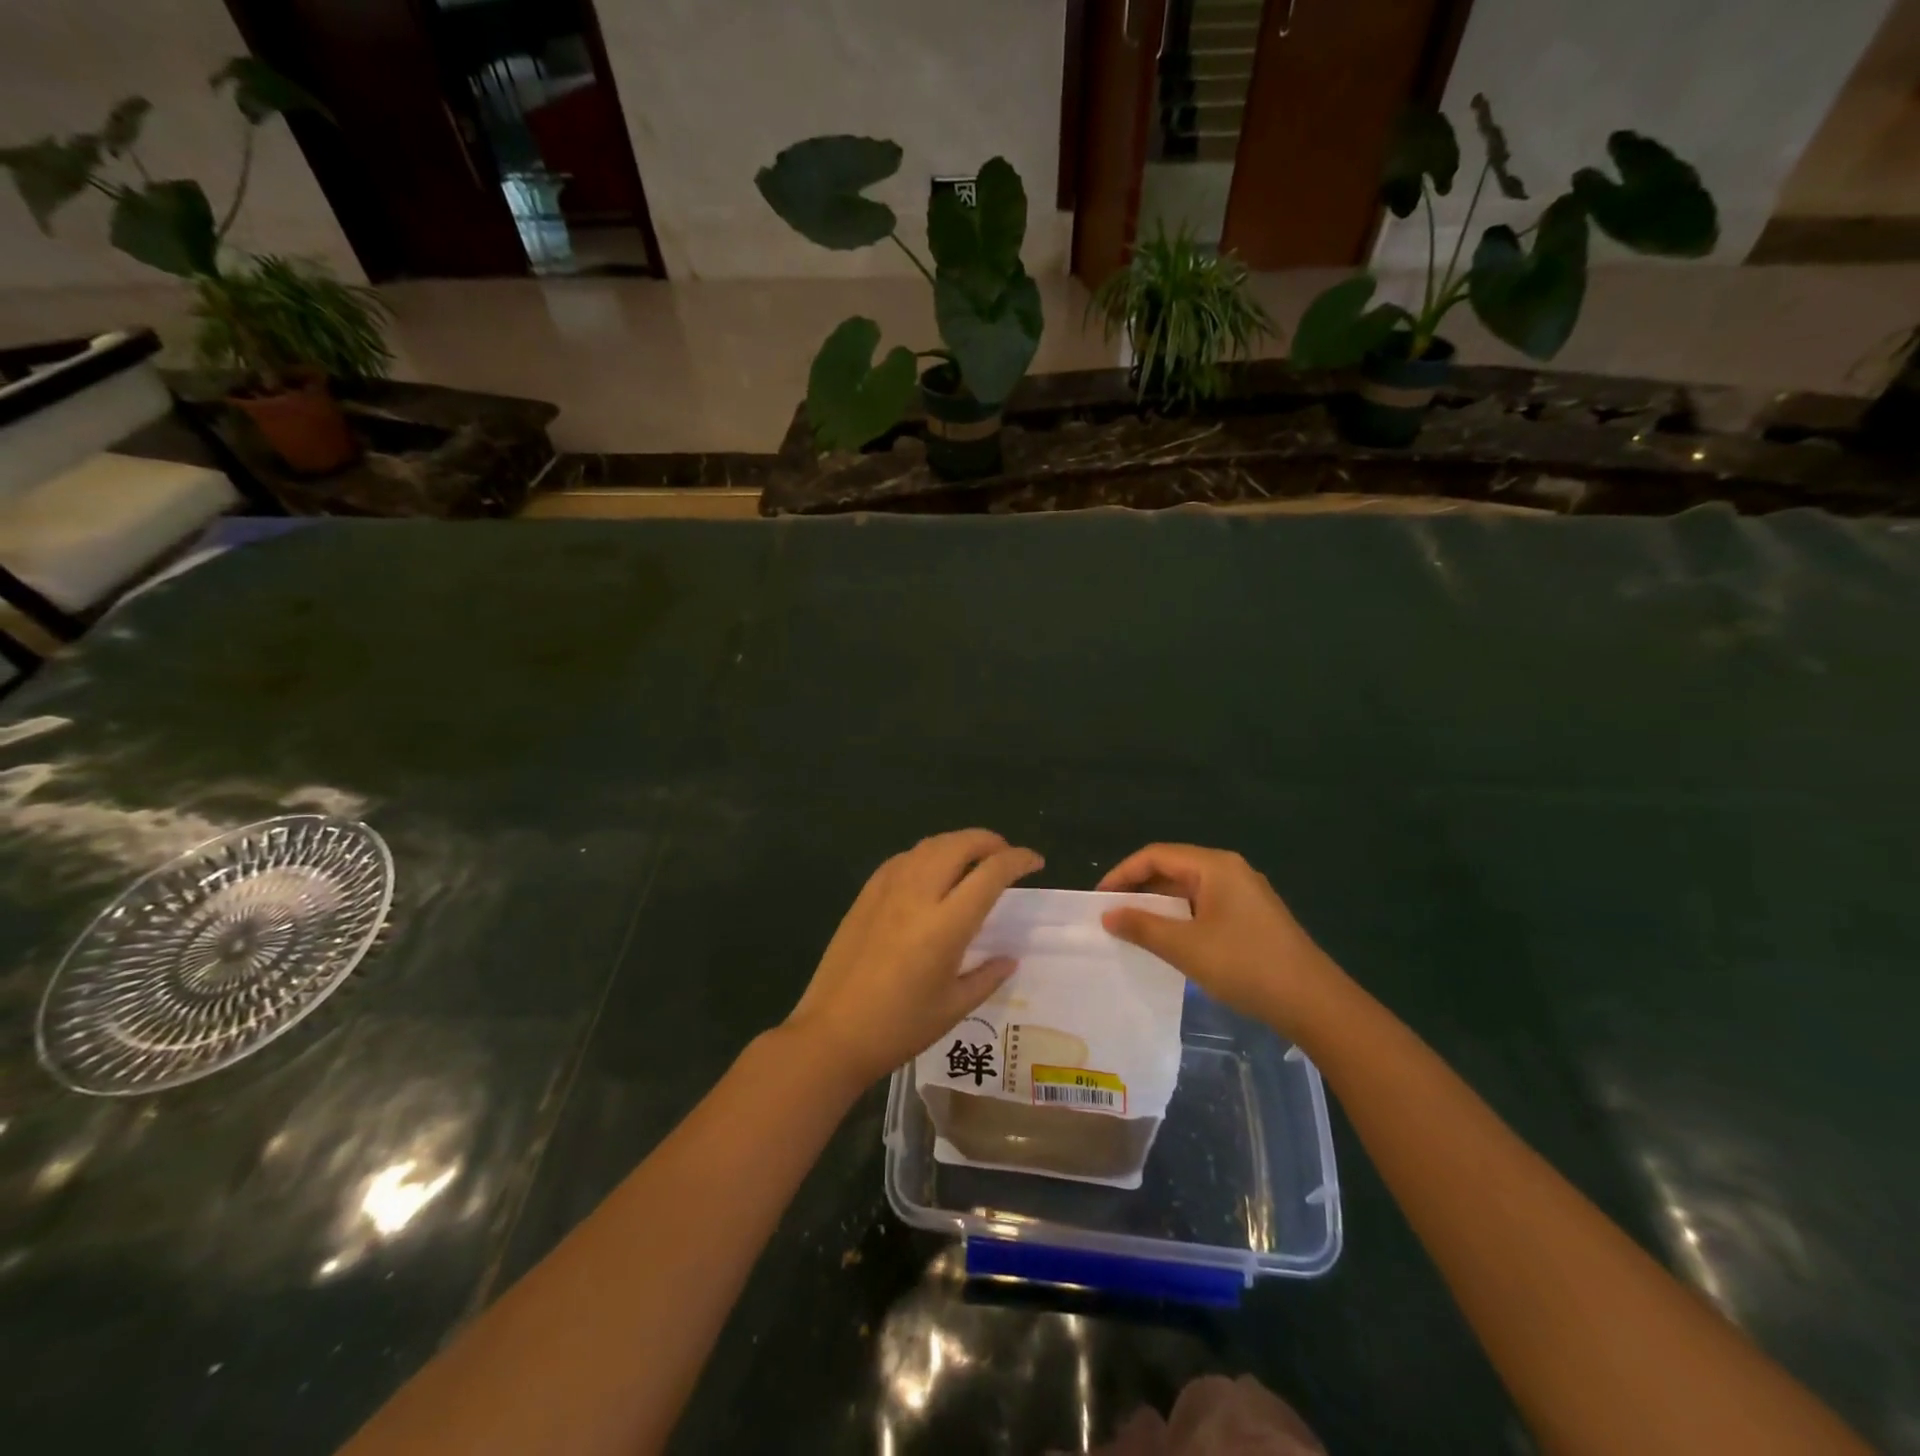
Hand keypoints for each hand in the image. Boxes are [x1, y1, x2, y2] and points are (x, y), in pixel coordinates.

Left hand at [786, 829, 1044, 1085]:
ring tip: (973, 859)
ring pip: (929, 845)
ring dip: (958, 843)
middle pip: (959, 845)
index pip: (990, 873)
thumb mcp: (953, 1008)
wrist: (831, 1034)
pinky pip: (903, 858)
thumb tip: (1009, 958)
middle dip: (990, 841)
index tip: (1035, 862)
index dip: (1018, 860)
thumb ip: (987, 977)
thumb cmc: (898, 1028)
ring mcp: (887, 891)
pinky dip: (927, 854)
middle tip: (1005, 856)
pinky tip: (931, 871)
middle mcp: (917, 895)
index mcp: (945, 926)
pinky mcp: (866, 894)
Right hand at [1097, 843, 1346, 1037]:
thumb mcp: (1185, 947)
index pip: (1156, 855)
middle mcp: (1229, 870)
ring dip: (1158, 905)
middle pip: (1172, 868)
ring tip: (1132, 928)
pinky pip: (1204, 905)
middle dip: (1139, 888)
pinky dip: (1180, 917)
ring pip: (1188, 889)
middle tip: (1111, 914)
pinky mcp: (1252, 917)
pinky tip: (1168, 940)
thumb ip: (1142, 927)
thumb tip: (1108, 914)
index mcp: (1214, 866)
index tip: (1098, 899)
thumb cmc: (1245, 965)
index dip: (1122, 873)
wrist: (1314, 1003)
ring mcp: (1244, 893)